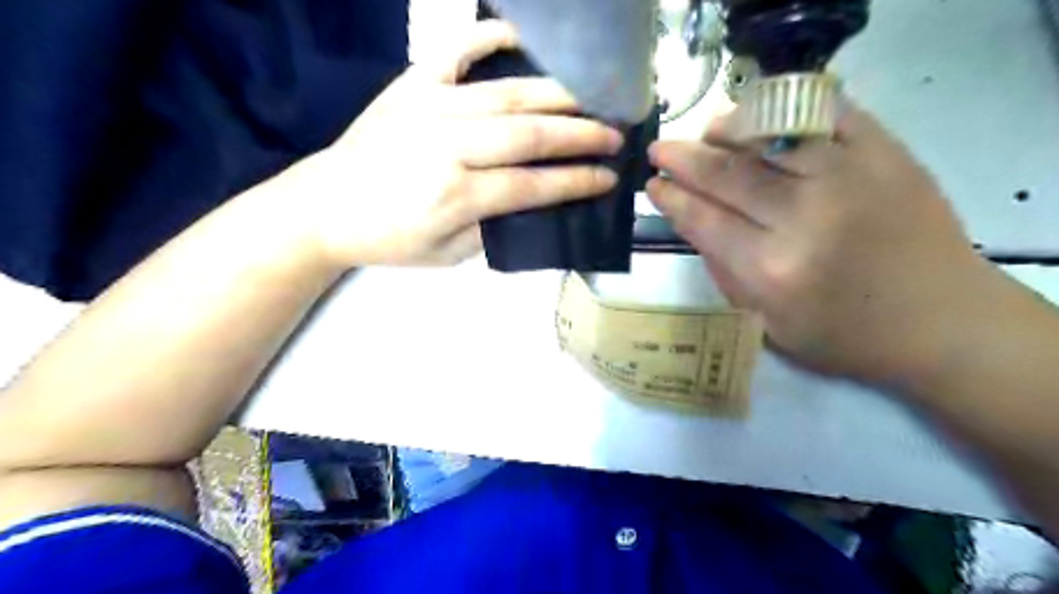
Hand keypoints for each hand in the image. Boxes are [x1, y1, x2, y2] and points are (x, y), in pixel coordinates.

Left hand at [269, 20, 621, 267]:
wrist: (324, 206)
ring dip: (557, 94)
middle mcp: (450, 146)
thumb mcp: (446, 255)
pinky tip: (520, 37)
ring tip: (591, 97)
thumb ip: (492, 228)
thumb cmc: (389, 239)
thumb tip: (530, 201)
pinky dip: (488, 38)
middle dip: (582, 134)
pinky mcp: (410, 85)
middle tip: (615, 134)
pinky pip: (455, 51)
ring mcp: (430, 107)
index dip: (576, 182)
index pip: (533, 186)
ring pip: (508, 94)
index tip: (609, 177)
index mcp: (457, 196)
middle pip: (531, 135)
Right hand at [651, 98, 1003, 382]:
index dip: (671, 197)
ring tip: (707, 132)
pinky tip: (764, 118)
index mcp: (772, 270)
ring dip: (728, 129)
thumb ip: (725, 274)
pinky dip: (787, 109)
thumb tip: (696, 222)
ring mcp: (850, 177)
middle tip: (660, 150)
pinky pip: (826, 113)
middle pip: (727, 174)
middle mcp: (805, 217)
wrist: (944, 322)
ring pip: (770, 135)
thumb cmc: (847, 337)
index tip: (652, 184)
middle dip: (683, 158)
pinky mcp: (886, 153)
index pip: (703, 219)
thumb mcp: (768, 326)